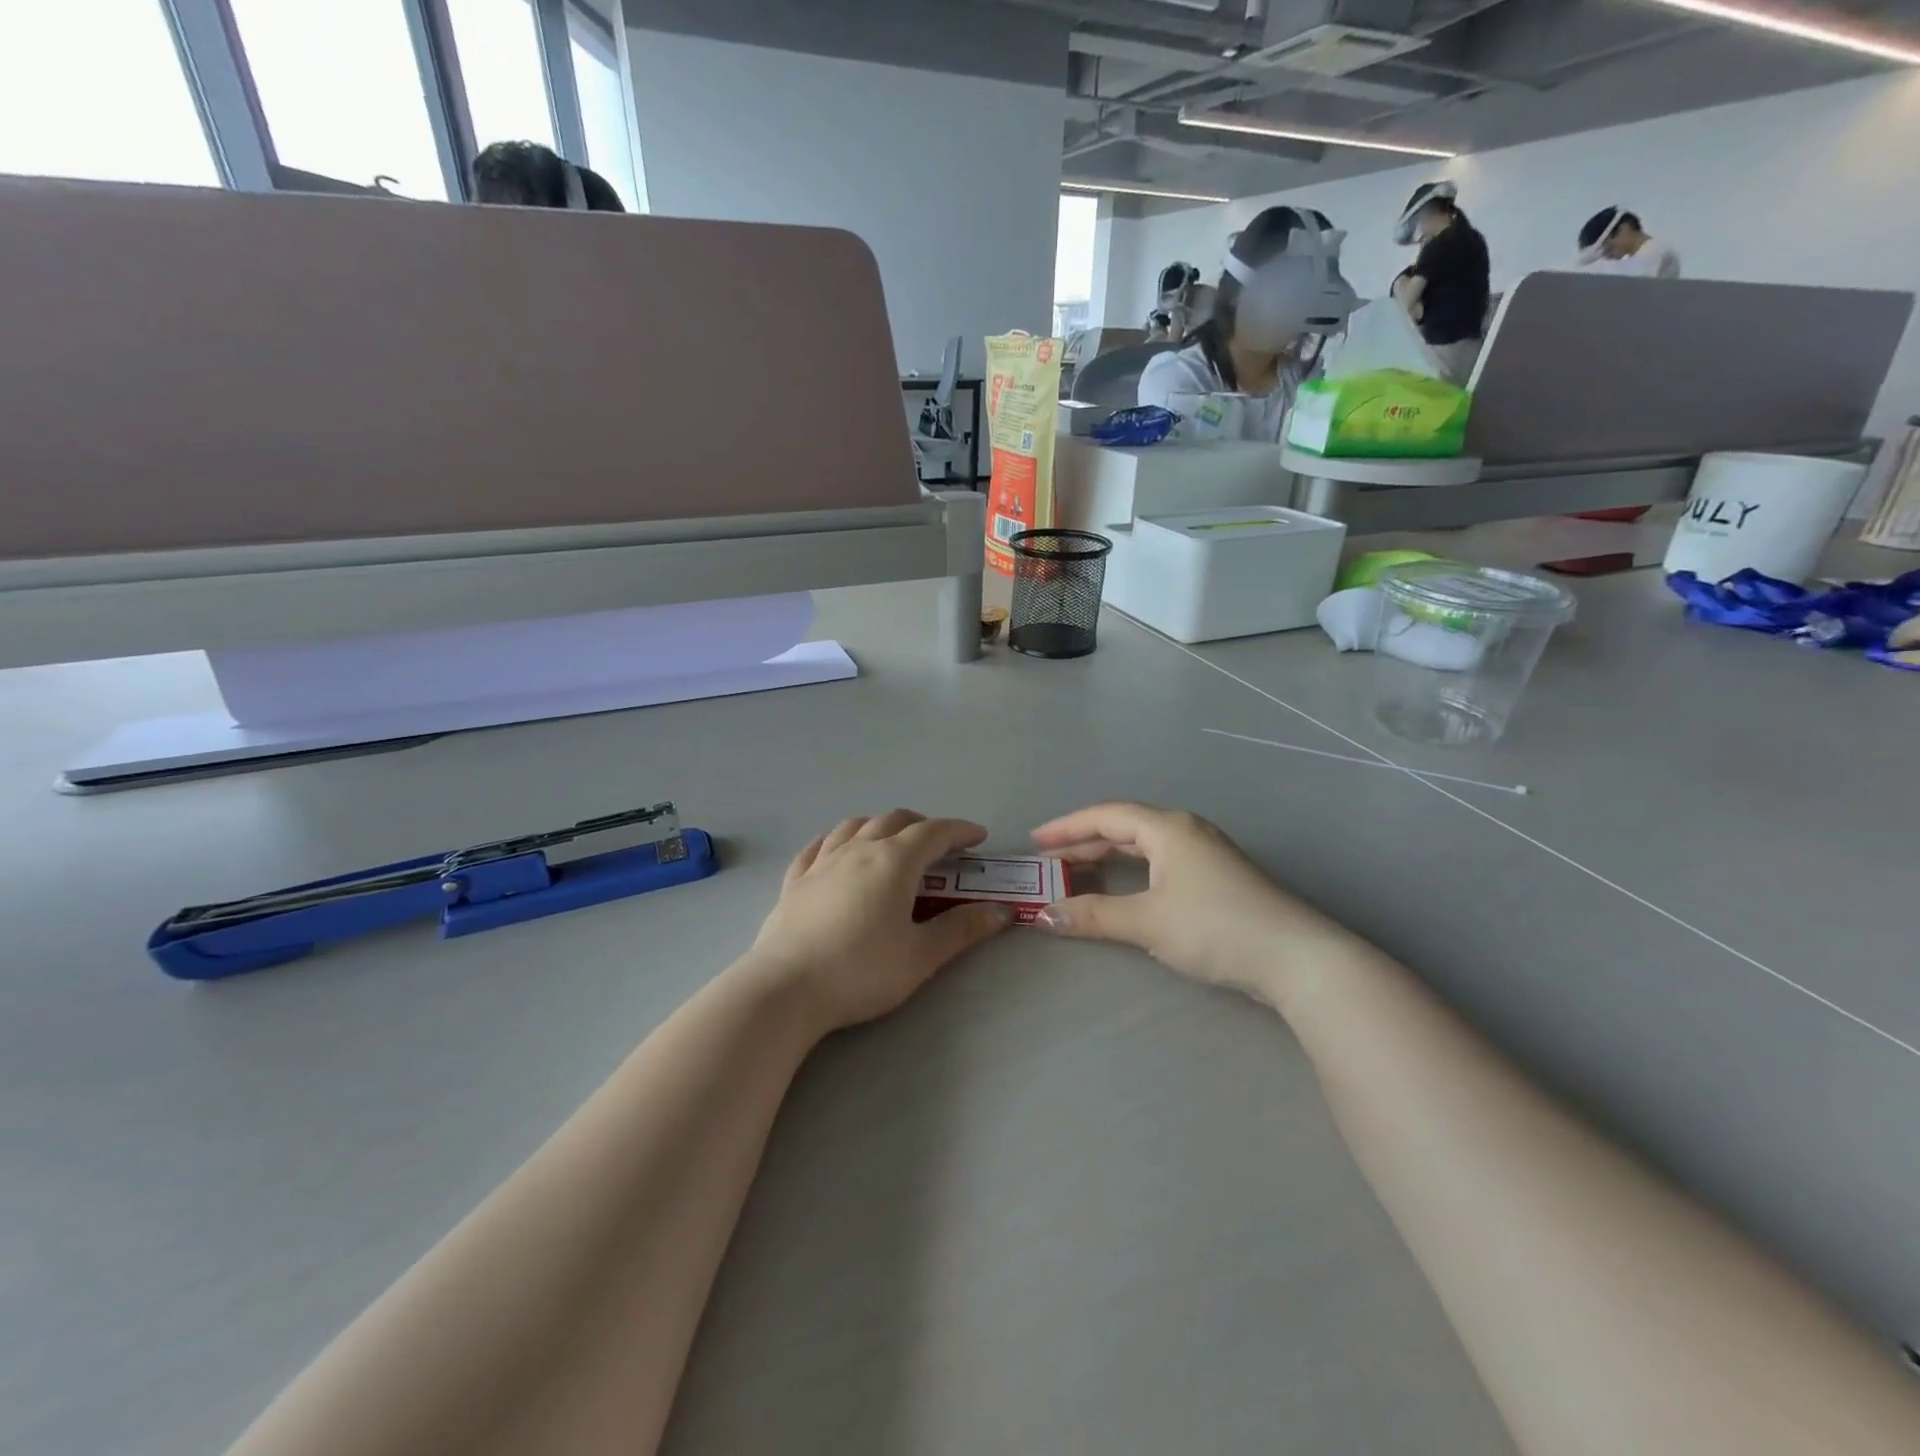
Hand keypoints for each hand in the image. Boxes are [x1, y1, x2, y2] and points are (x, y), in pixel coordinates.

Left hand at [747, 811, 1012, 1032]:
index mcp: (894, 861)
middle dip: (924, 825)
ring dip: (882, 826)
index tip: (979, 837)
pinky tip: (838, 849)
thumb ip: (963, 929)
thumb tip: (1002, 911)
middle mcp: (858, 849)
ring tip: (893, 842)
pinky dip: (839, 839)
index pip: (934, 832)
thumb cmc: (861, 971)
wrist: (786, 989)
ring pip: (856, 825)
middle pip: (895, 820)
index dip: (960, 830)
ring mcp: (822, 862)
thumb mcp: (921, 955)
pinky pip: (819, 845)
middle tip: (941, 846)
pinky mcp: (795, 880)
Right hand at [1031, 802, 1340, 1005]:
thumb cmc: (1216, 928)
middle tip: (1048, 861)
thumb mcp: (1148, 921)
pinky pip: (1159, 861)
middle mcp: (1186, 831)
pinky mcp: (1216, 877)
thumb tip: (1043, 915)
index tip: (1035, 841)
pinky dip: (1130, 870)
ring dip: (1107, 856)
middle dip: (1083, 842)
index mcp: (1168, 828)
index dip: (1067, 827)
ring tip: (1075, 873)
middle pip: (1124, 826)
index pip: (1106, 815)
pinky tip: (1122, 887)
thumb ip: (1093, 916)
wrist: (1297, 959)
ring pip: (1143, 845)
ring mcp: (1205, 853)